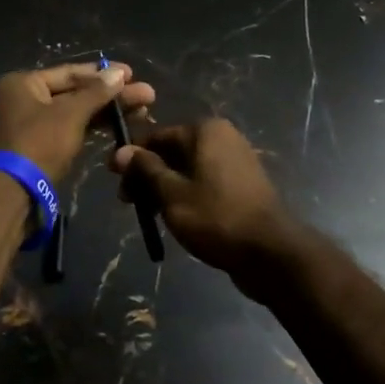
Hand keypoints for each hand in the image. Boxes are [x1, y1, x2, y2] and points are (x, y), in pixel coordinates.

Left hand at [0, 62, 155, 184]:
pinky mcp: (39, 149)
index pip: (70, 72)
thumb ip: (96, 93)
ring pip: (74, 113)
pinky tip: (118, 127)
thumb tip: (119, 73)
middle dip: (111, 95)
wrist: (10, 195)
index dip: (103, 73)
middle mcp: (23, 99)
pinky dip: (92, 128)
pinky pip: (70, 130)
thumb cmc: (37, 144)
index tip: (133, 74)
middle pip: (74, 92)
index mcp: (23, 83)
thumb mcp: (69, 115)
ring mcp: (31, 126)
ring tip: (142, 112)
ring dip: (106, 112)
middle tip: (147, 96)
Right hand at [109, 119, 294, 287]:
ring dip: (165, 187)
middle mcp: (223, 138)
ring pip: (188, 169)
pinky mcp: (243, 185)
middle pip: (173, 151)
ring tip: (149, 214)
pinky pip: (205, 182)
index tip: (113, 179)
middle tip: (128, 202)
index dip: (132, 157)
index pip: (157, 136)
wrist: (271, 252)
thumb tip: (121, 151)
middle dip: (148, 174)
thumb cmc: (216, 217)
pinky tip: (175, 217)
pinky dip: (187, 195)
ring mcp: (237, 161)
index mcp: (205, 131)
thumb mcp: (172, 194)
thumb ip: (146, 170)